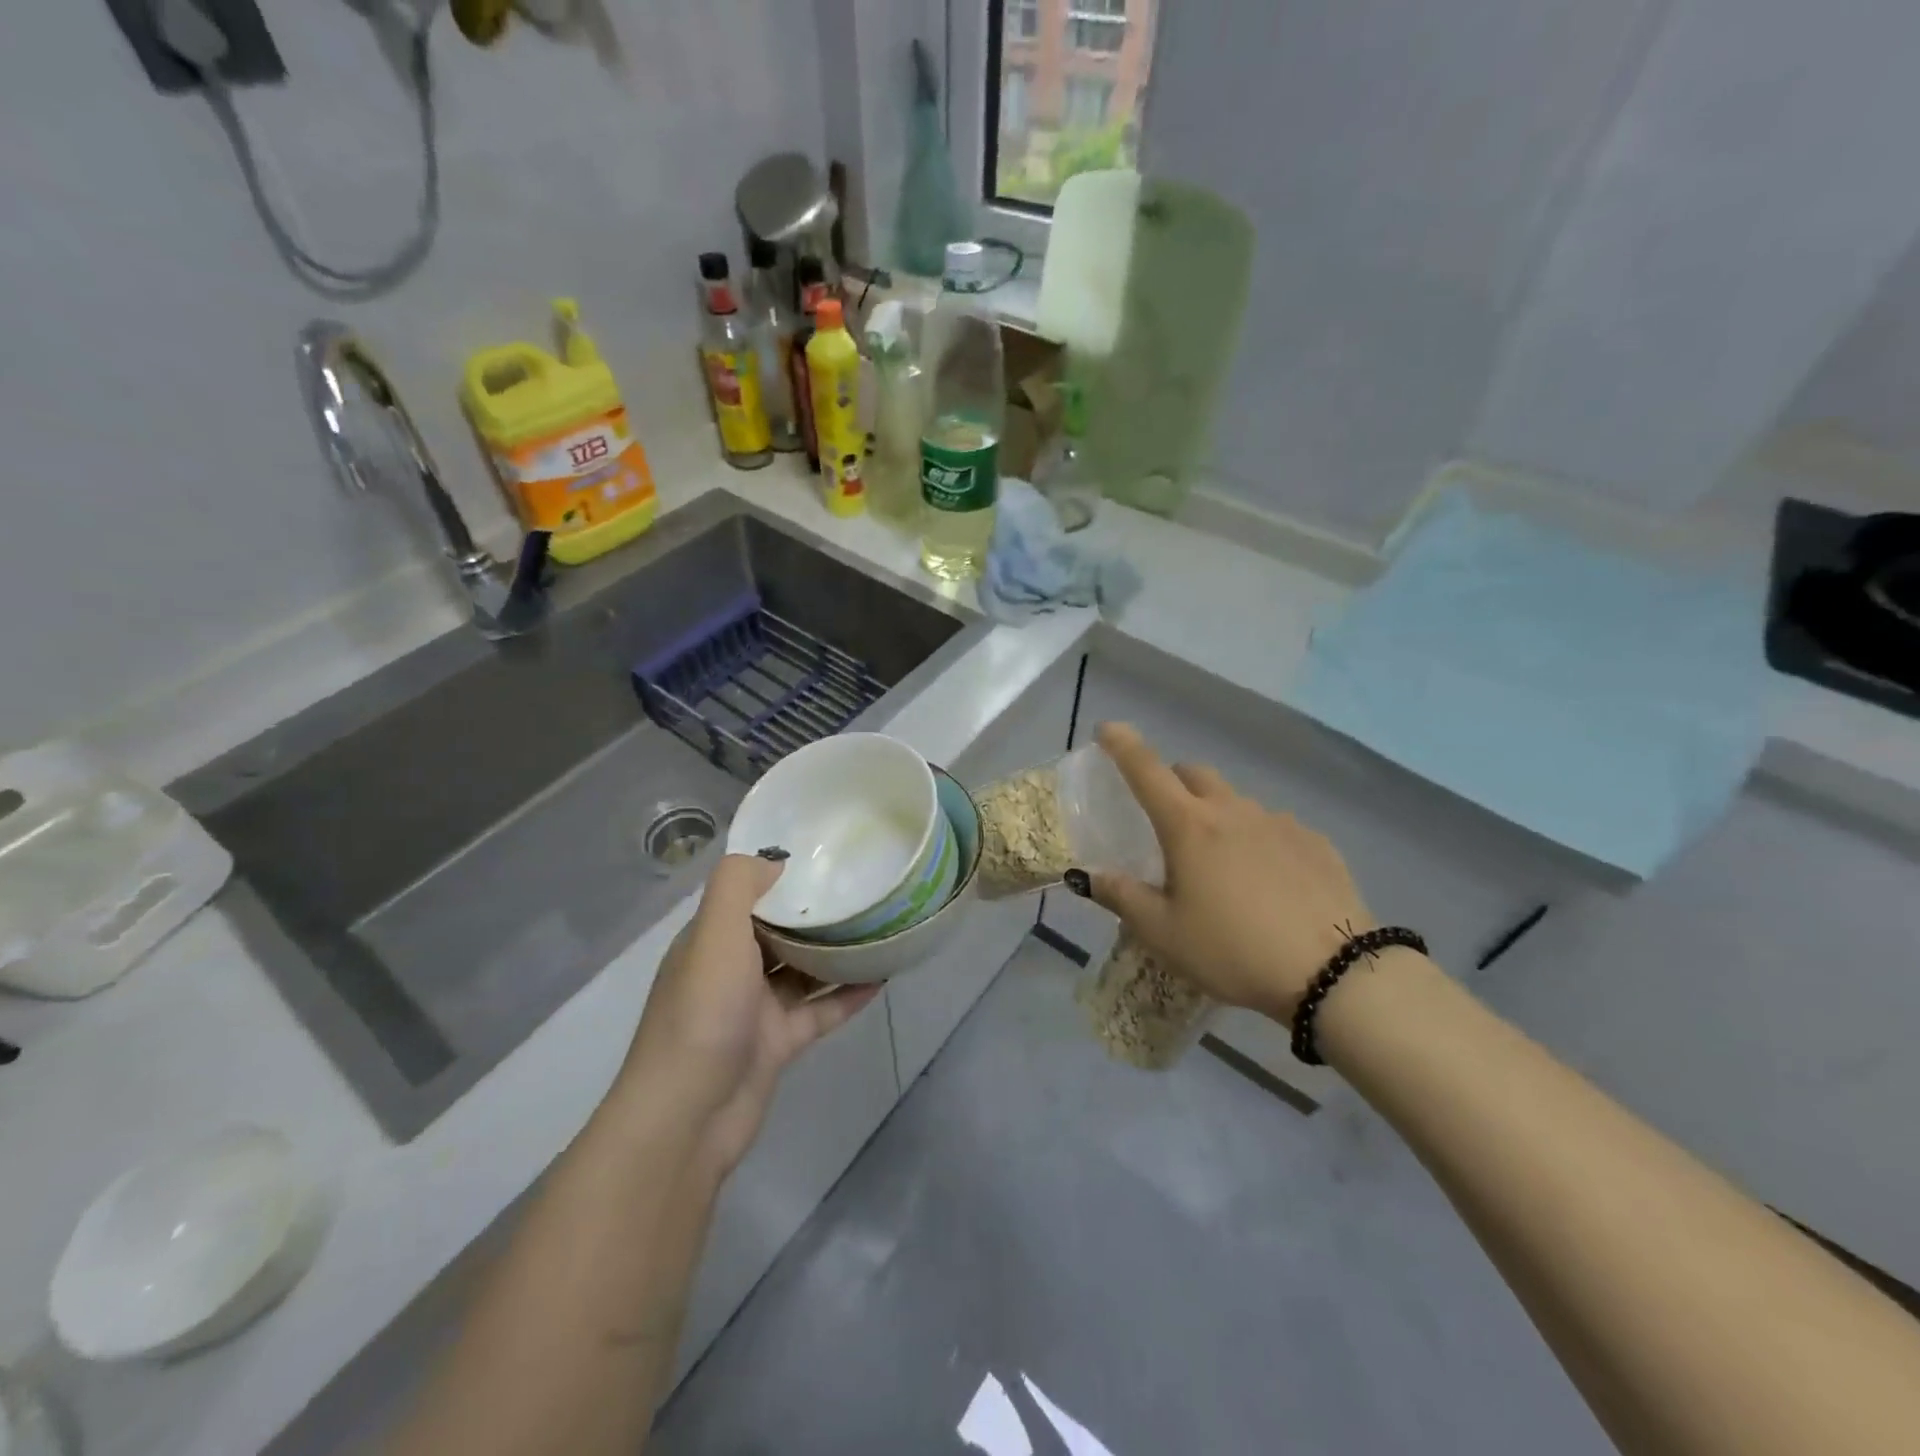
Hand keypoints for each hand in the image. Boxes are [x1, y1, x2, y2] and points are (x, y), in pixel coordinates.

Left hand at [617, 855, 879, 1176]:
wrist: (688, 1117)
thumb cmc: (702, 1014)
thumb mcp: (714, 935)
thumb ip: (738, 887)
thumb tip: (776, 863)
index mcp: (711, 940)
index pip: (749, 896)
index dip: (784, 877)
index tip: (828, 858)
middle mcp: (732, 969)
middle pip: (780, 930)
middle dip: (816, 912)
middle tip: (864, 887)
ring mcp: (756, 1009)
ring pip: (803, 970)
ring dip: (837, 951)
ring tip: (880, 925)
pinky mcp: (779, 1043)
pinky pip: (820, 1009)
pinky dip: (847, 994)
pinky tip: (882, 976)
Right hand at [1081, 723, 1375, 1022]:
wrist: (1334, 973)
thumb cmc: (1232, 950)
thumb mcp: (1163, 934)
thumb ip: (1122, 897)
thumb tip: (1087, 876)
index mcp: (1189, 826)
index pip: (1146, 769)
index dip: (1122, 744)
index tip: (1107, 728)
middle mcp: (1233, 811)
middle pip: (1194, 774)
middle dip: (1173, 781)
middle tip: (1165, 817)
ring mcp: (1279, 822)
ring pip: (1236, 801)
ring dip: (1217, 815)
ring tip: (1220, 863)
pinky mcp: (1316, 842)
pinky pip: (1275, 826)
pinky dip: (1258, 839)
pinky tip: (1267, 880)